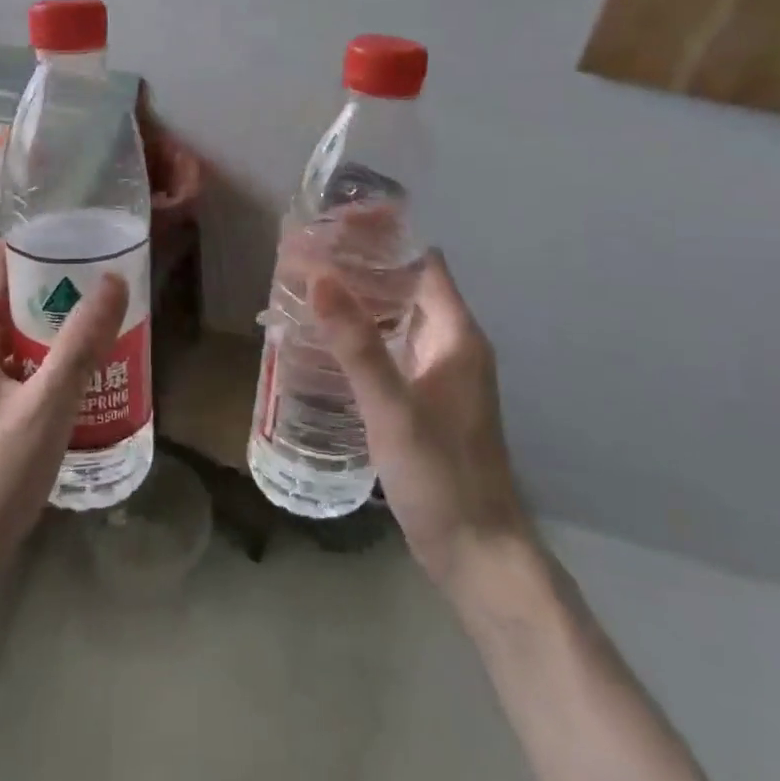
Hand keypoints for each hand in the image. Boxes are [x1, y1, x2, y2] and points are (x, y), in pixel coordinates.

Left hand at [0, 241, 126, 590]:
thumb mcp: (46, 406)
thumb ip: (80, 343)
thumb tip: (113, 280)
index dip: (31, 245)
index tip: (80, 250)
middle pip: (0, 292)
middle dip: (49, 286)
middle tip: (100, 293)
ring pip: (3, 331)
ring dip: (45, 325)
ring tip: (95, 331)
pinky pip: (3, 363)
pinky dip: (34, 358)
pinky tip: (71, 381)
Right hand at [312, 249, 531, 588]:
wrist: (476, 553)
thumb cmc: (440, 474)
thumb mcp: (391, 407)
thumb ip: (355, 343)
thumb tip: (318, 276)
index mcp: (455, 335)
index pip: (421, 263)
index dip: (381, 239)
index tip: (331, 227)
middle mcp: (452, 346)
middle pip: (406, 287)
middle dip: (359, 269)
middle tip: (303, 258)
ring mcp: (440, 376)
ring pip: (396, 320)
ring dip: (358, 304)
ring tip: (303, 293)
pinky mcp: (425, 402)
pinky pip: (391, 351)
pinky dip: (360, 338)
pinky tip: (322, 346)